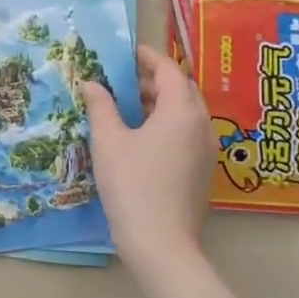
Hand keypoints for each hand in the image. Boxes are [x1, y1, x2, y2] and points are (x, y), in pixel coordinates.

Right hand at [81, 46, 212, 278]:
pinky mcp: (203, 171)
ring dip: (163, 102)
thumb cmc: (132, 184)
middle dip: (156, 80)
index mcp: (181, 111)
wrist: (161, 244)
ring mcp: (206, 150)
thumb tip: (91, 83)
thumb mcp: (108, 141)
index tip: (128, 53)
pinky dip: (169, 123)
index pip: (169, 70)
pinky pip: (189, 133)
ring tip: (131, 106)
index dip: (149, 58)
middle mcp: (201, 125)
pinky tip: (143, 137)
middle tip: (126, 80)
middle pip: (183, 89)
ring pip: (188, 113)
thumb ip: (101, 106)